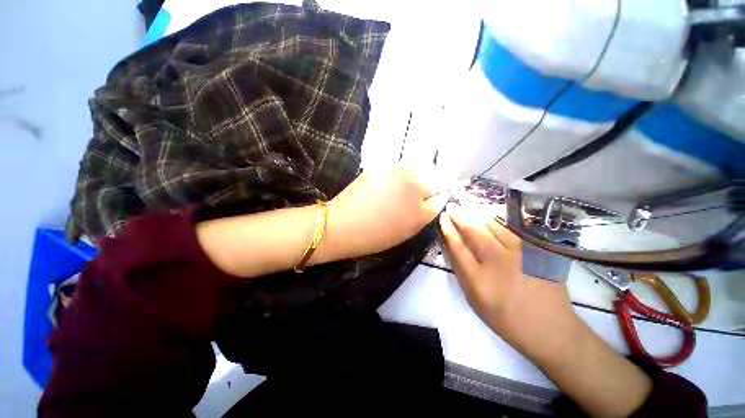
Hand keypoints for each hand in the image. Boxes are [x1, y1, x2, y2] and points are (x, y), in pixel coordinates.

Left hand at [328, 165, 448, 256]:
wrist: (343, 226)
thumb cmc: (373, 237)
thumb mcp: (405, 232)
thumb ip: (421, 216)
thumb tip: (431, 202)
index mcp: (421, 213)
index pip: (441, 198)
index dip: (437, 196)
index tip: (433, 197)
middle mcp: (414, 190)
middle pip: (434, 178)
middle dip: (432, 182)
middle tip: (422, 188)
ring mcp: (398, 175)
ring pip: (420, 167)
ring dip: (419, 173)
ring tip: (408, 182)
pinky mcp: (383, 167)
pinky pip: (401, 165)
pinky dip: (403, 171)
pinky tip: (393, 179)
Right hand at [439, 204, 577, 354]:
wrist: (549, 328)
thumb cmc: (505, 318)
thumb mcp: (474, 301)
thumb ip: (462, 272)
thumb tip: (453, 246)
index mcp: (479, 280)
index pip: (458, 247)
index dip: (448, 230)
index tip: (443, 218)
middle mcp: (498, 264)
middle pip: (474, 232)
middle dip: (460, 216)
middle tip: (453, 205)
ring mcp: (521, 255)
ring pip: (494, 226)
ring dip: (478, 213)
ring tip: (468, 205)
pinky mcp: (537, 251)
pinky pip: (514, 228)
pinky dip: (499, 219)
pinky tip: (491, 212)